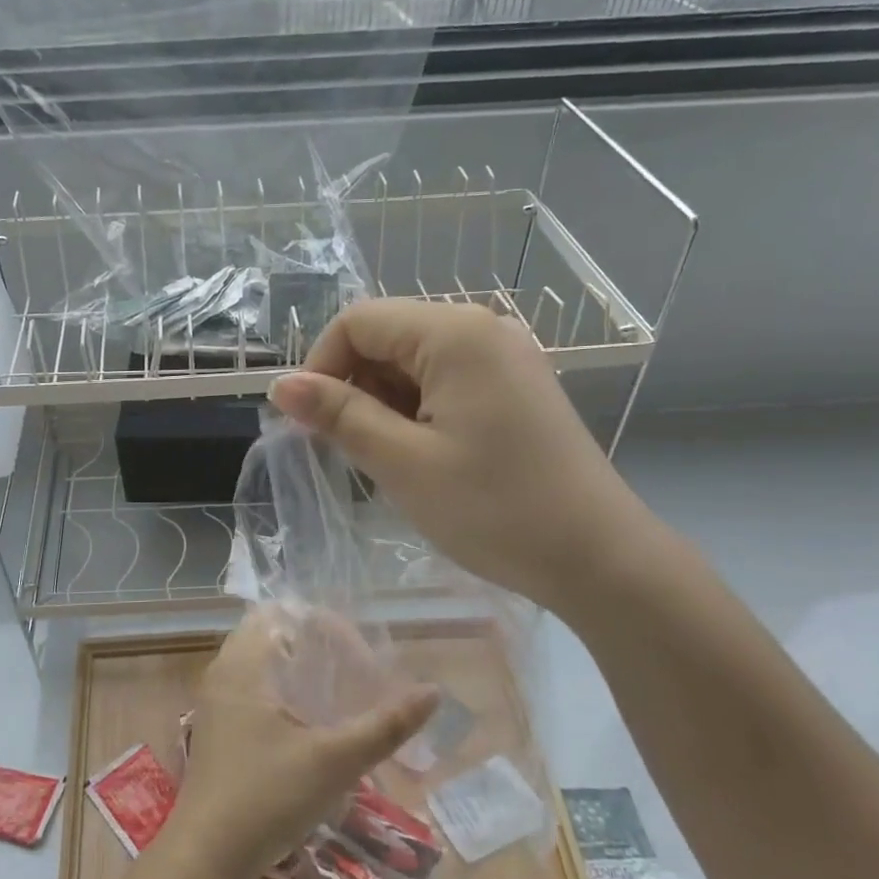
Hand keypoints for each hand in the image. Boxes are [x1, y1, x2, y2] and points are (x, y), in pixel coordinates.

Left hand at [172, 606, 436, 878]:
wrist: (205, 858)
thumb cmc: (266, 797)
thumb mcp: (334, 761)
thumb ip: (385, 726)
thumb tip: (433, 692)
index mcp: (243, 665)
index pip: (281, 613)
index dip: (325, 625)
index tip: (360, 656)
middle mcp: (223, 674)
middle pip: (270, 634)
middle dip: (315, 645)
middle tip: (354, 670)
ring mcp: (216, 704)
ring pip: (260, 664)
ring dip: (298, 669)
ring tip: (338, 693)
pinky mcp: (218, 731)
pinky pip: (251, 690)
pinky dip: (282, 692)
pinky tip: (309, 724)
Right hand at [268, 299, 656, 619]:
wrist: (597, 557)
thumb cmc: (495, 509)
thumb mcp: (404, 462)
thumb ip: (340, 415)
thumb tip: (281, 385)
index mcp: (455, 334)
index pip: (358, 321)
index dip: (320, 366)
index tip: (309, 425)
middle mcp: (482, 328)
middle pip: (386, 336)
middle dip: (354, 387)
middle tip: (350, 451)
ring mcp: (504, 357)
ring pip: (413, 362)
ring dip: (384, 404)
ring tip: (391, 461)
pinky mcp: (514, 387)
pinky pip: (444, 381)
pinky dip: (416, 411)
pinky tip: (423, 456)